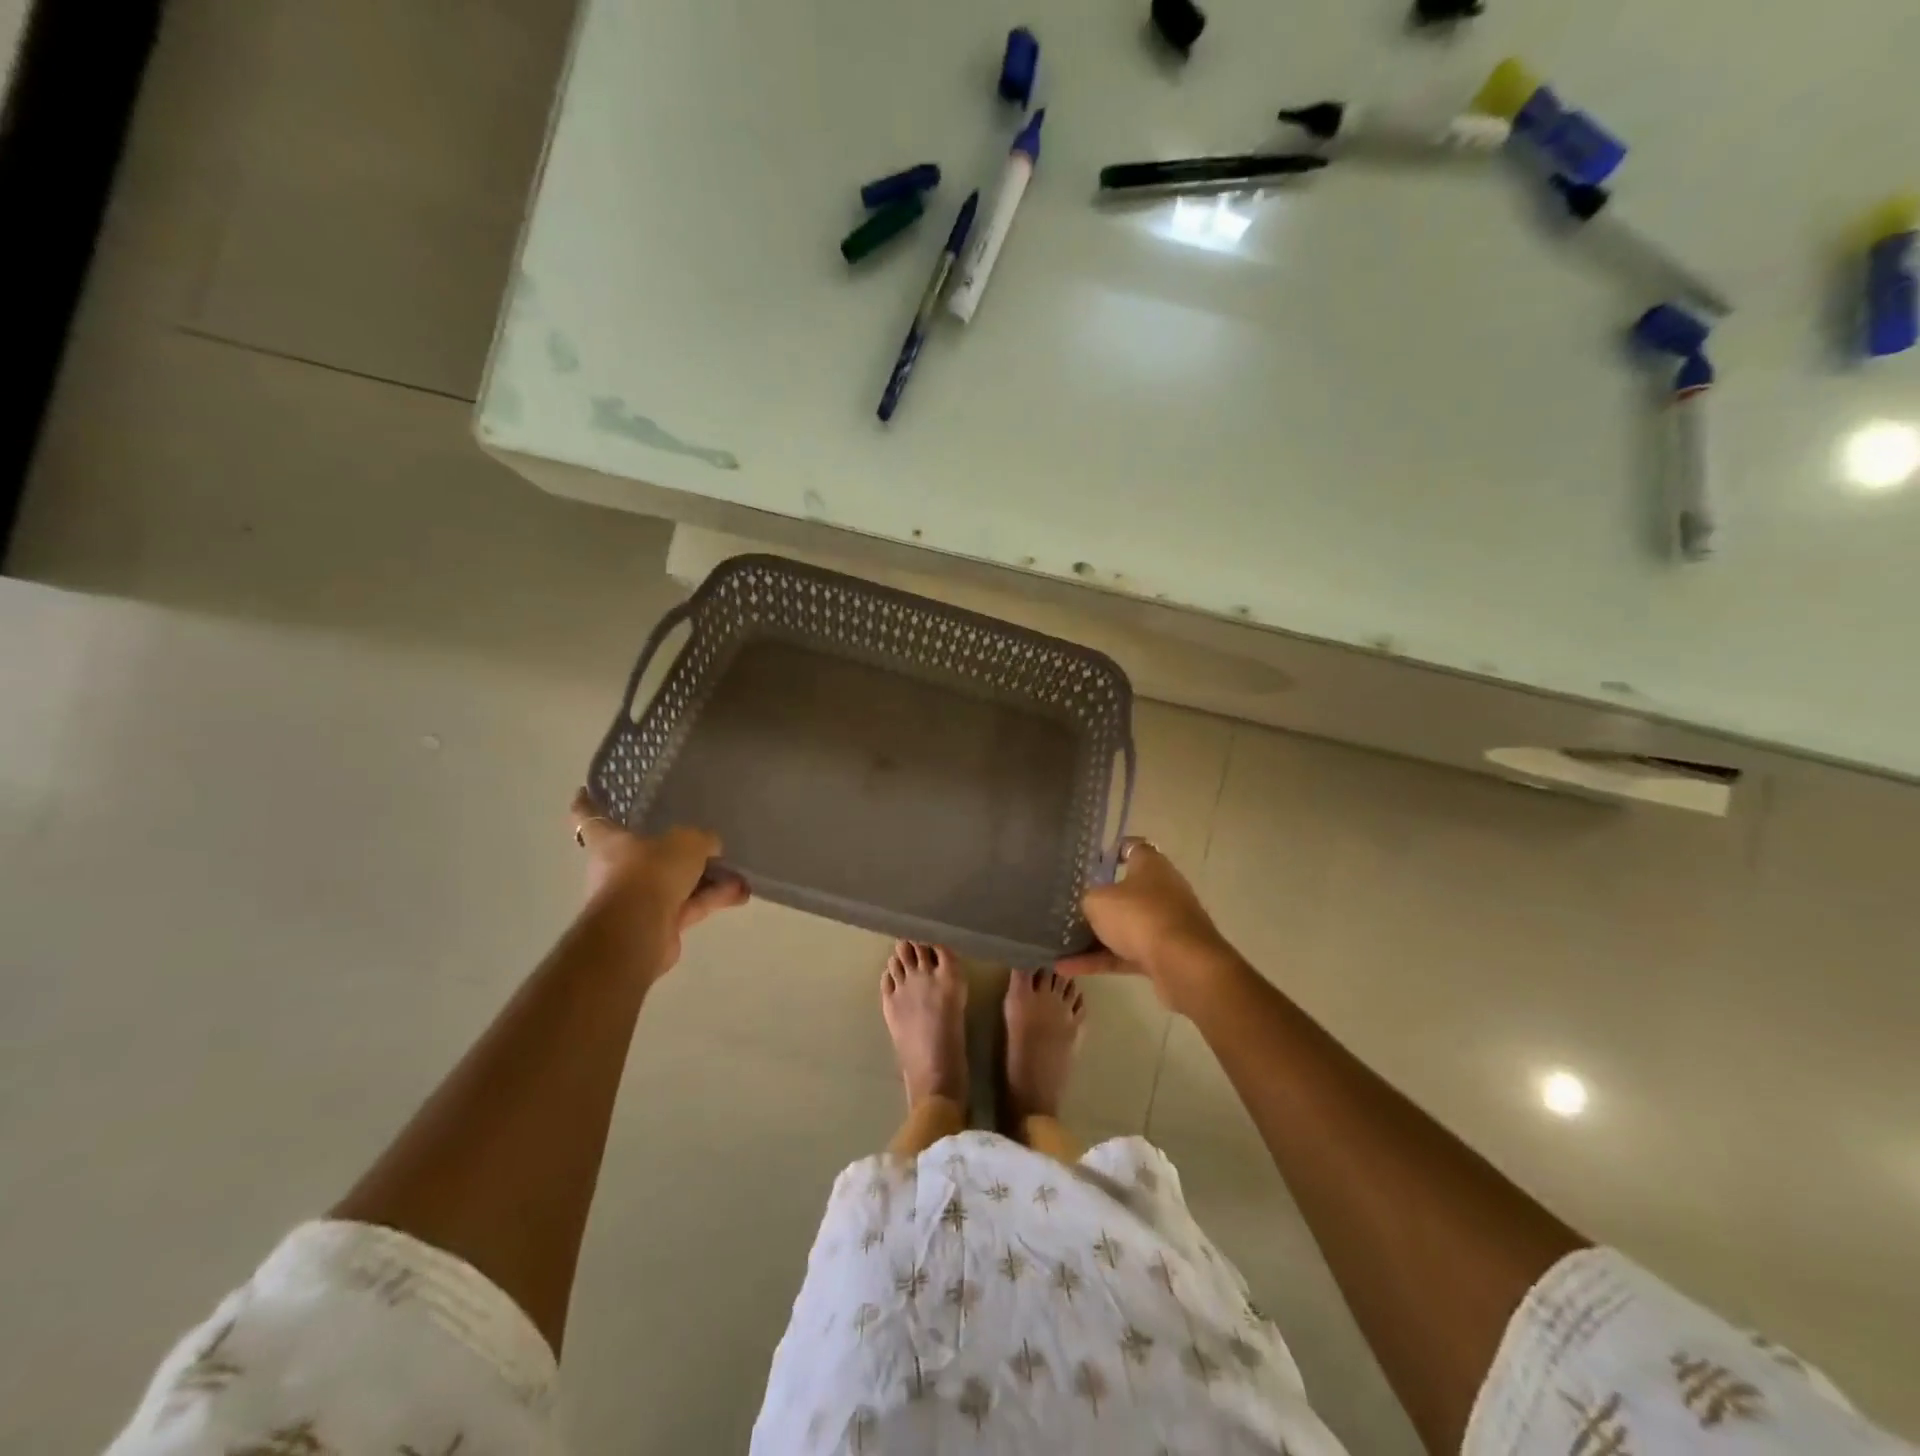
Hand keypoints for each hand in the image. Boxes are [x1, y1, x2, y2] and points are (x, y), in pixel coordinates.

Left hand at [571, 789, 748, 971]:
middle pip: (646, 852)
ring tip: (739, 874)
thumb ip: (702, 839)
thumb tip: (711, 846)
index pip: (590, 816)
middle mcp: (617, 869)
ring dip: (707, 879)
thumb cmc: (650, 872)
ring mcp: (637, 898)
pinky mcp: (658, 923)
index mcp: (609, 841)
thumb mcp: (687, 842)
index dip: (588, 802)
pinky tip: (741, 893)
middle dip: (677, 849)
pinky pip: (689, 904)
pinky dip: (712, 898)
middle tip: (707, 840)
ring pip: (676, 882)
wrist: (638, 931)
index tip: (584, 790)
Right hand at [1057, 839, 1232, 1014]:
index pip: (1133, 848)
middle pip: (1127, 891)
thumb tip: (1091, 905)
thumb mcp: (1098, 901)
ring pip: (1125, 926)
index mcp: (1151, 866)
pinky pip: (1124, 954)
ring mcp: (1165, 924)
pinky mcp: (1164, 955)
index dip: (1114, 851)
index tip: (1093, 860)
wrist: (1183, 965)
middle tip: (1071, 904)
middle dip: (1101, 900)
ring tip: (1061, 942)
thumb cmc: (1140, 916)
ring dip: (1095, 936)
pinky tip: (1067, 968)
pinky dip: (1099, 961)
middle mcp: (1162, 891)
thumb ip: (1089, 899)